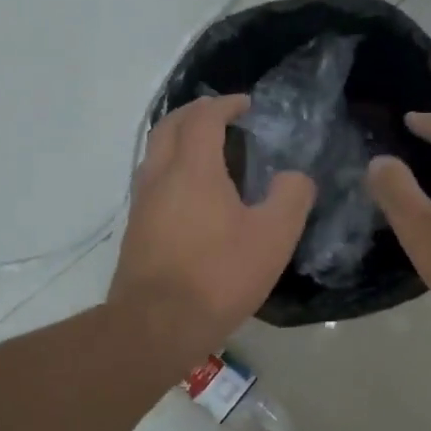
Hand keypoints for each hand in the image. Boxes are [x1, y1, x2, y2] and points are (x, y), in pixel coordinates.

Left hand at [109, 95, 315, 351]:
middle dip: (194, 113)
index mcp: (193, 169)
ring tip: (209, 151)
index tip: (246, 105)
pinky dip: (172, 168)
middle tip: (222, 117)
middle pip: (168, 126)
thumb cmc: (218, 276)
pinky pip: (152, 180)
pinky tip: (193, 195)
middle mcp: (160, 176)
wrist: (156, 326)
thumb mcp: (273, 237)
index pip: (203, 117)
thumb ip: (291, 197)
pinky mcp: (136, 230)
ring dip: (179, 140)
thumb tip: (294, 177)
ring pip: (155, 153)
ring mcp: (142, 204)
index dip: (225, 104)